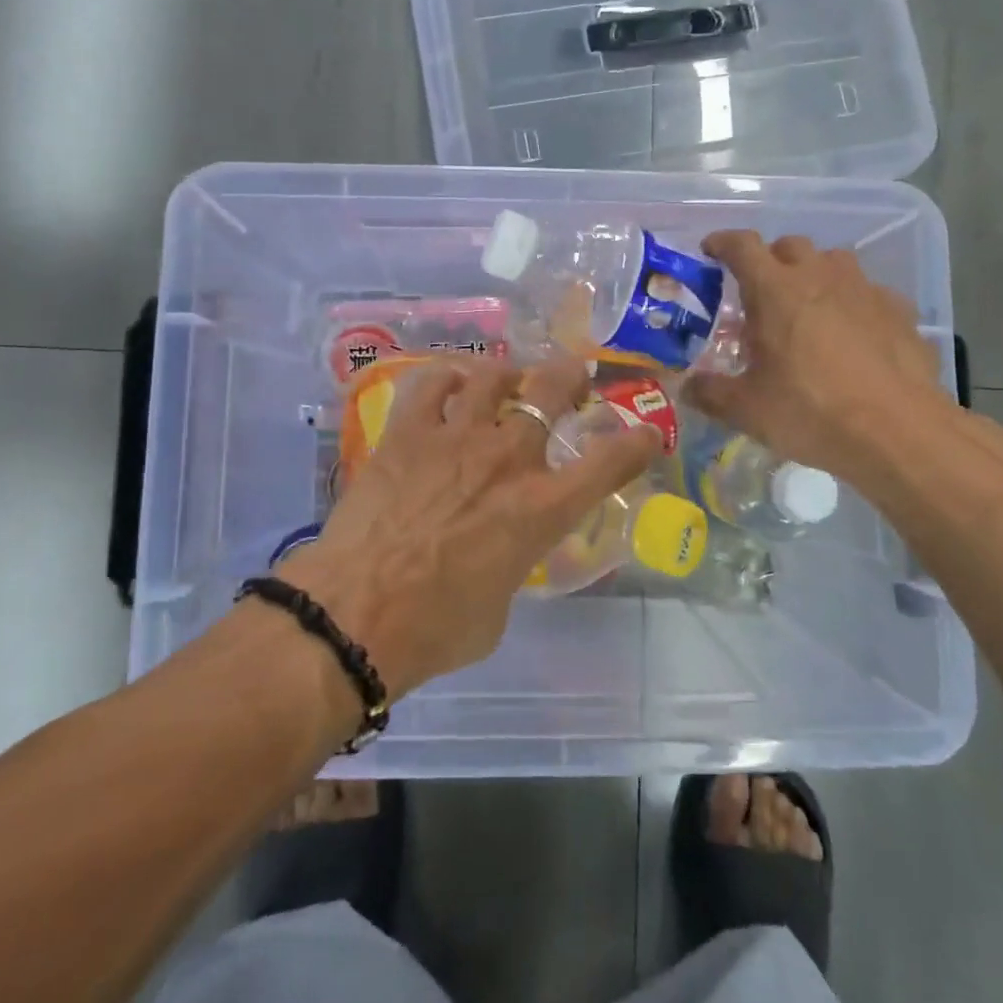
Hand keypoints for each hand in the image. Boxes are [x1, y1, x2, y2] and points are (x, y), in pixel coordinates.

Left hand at [277, 356, 658, 696]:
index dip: (637, 441)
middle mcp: (508, 458)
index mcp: (542, 508)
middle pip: (552, 389)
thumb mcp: (499, 606)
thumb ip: (512, 561)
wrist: (355, 616)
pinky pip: (431, 382)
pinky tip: (449, 383)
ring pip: (494, 374)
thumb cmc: (436, 630)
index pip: (611, 461)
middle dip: (571, 376)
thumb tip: (500, 550)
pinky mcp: (407, 432)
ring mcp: (455, 437)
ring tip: (507, 378)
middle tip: (572, 379)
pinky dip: (446, 377)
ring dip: (509, 372)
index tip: (646, 434)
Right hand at [685, 230, 952, 481]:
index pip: (742, 245)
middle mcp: (820, 276)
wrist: (899, 433)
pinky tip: (852, 334)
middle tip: (759, 292)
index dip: (722, 243)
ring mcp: (865, 290)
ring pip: (833, 261)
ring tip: (806, 308)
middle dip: (770, 259)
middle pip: (789, 245)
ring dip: (814, 274)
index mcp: (775, 290)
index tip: (711, 251)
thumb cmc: (811, 412)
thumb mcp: (746, 410)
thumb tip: (687, 388)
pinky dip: (852, 302)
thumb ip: (710, 393)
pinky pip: (868, 292)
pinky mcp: (900, 311)